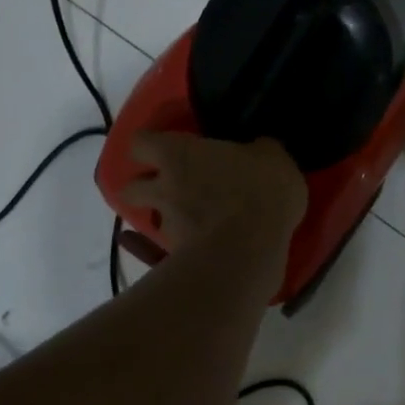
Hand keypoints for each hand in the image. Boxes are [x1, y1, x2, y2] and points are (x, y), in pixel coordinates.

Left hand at [118, 132, 306, 255]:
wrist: (252, 250)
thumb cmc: (259, 190)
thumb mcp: (274, 156)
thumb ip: (257, 150)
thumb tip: (258, 150)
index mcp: (178, 156)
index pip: (140, 143)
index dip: (149, 144)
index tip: (166, 145)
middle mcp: (164, 190)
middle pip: (130, 188)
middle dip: (144, 187)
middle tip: (171, 185)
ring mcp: (168, 228)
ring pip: (153, 221)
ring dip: (168, 219)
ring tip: (192, 223)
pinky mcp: (177, 261)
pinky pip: (167, 254)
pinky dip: (176, 252)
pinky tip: (197, 253)